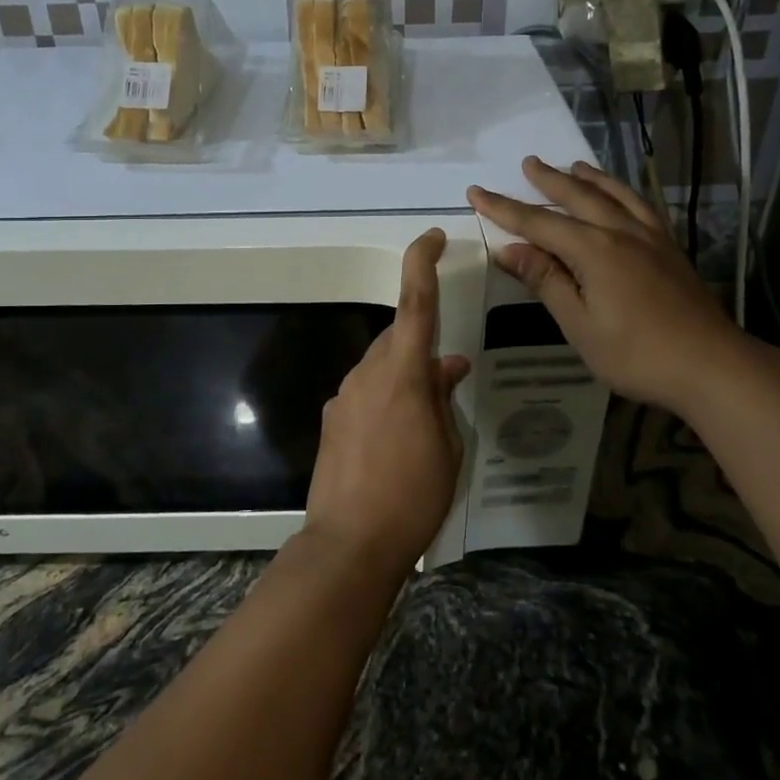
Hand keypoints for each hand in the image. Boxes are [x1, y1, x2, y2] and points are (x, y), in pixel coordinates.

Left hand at [303, 229, 471, 578]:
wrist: (349, 543)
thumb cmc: (413, 496)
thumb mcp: (448, 447)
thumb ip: (444, 398)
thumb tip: (448, 366)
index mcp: (403, 373)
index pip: (415, 303)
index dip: (422, 263)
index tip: (431, 237)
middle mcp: (367, 374)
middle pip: (397, 339)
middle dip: (421, 348)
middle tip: (447, 380)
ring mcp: (343, 397)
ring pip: (380, 368)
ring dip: (403, 379)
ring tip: (424, 422)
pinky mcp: (331, 421)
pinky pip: (364, 394)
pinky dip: (384, 401)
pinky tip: (395, 441)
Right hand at [469, 157, 744, 410]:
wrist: (711, 365)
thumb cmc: (636, 353)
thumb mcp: (579, 324)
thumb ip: (546, 281)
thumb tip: (508, 249)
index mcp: (593, 250)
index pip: (538, 223)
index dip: (504, 208)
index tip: (476, 192)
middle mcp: (620, 232)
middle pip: (577, 197)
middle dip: (548, 180)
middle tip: (527, 163)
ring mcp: (650, 237)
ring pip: (614, 195)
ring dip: (589, 178)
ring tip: (573, 165)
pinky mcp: (670, 248)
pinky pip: (641, 206)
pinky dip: (624, 193)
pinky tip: (621, 196)